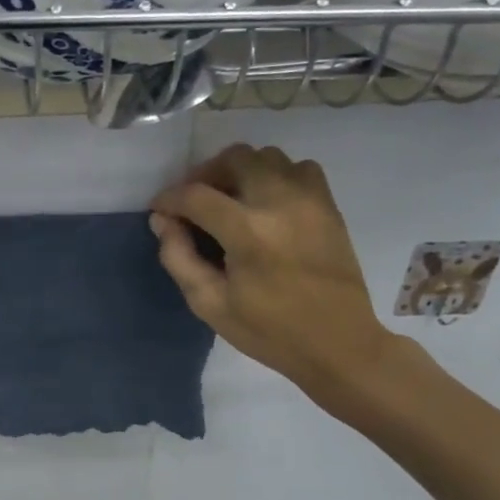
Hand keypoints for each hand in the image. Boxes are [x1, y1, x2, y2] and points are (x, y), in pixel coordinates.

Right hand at [150, 143, 397, 417]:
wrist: (339, 343)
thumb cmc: (269, 331)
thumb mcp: (210, 304)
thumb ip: (179, 258)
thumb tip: (162, 221)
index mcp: (248, 232)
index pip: (196, 195)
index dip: (169, 199)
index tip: (159, 211)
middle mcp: (280, 203)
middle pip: (234, 158)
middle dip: (205, 174)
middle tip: (194, 202)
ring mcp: (310, 200)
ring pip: (267, 156)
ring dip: (240, 171)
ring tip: (229, 200)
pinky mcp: (329, 205)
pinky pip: (299, 168)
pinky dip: (275, 176)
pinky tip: (265, 203)